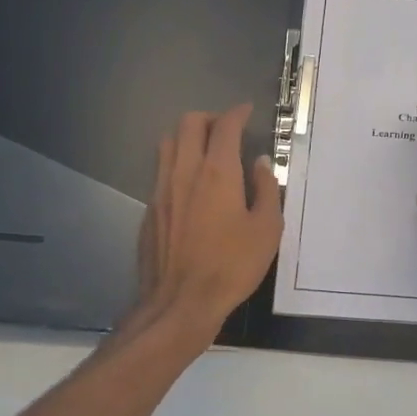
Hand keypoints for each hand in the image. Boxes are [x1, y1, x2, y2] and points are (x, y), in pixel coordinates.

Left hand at [132, 104, 281, 340]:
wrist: (180, 303)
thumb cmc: (231, 266)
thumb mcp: (266, 230)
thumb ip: (266, 189)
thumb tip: (261, 164)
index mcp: (217, 172)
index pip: (225, 126)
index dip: (237, 113)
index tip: (247, 111)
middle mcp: (184, 172)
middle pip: (189, 124)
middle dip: (210, 118)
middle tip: (227, 130)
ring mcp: (161, 190)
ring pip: (168, 143)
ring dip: (188, 137)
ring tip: (206, 152)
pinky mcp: (149, 210)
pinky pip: (161, 172)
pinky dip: (177, 165)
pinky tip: (191, 187)